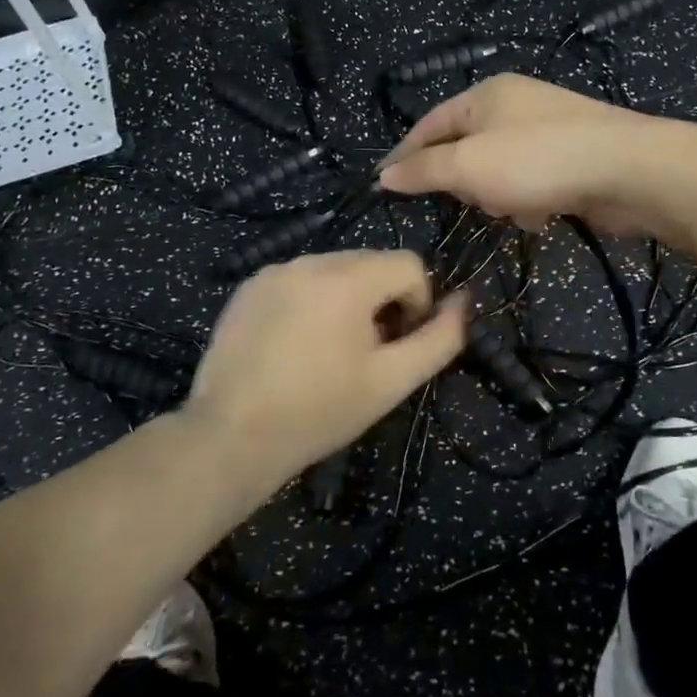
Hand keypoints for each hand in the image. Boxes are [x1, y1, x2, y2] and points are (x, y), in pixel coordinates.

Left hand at [185, 250, 467, 486]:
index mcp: (347, 278)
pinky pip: (298, 280)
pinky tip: (294, 345)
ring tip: (329, 351)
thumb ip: (438, 339)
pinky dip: (310, 300)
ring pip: (333, 270)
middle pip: (370, 263)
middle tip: (366, 352)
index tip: (398, 344)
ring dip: (346, 299)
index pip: (409, 264)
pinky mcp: (248, 286)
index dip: (417, 303)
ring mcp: (274, 270)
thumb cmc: (319, 411)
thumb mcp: (391, 381)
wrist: (231, 436)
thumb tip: (464, 302)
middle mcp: (310, 260)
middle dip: (381, 300)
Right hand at [378, 74, 694, 242]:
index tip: (384, 185)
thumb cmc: (537, 161)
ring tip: (517, 208)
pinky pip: (531, 181)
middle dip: (466, 182)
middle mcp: (514, 104)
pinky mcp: (571, 156)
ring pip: (498, 170)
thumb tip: (384, 175)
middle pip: (465, 149)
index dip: (404, 154)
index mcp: (485, 95)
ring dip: (500, 196)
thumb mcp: (468, 166)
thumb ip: (423, 170)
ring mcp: (546, 129)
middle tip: (475, 199)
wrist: (629, 170)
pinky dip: (531, 200)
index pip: (429, 124)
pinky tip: (544, 214)